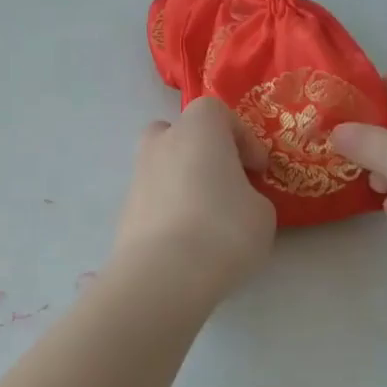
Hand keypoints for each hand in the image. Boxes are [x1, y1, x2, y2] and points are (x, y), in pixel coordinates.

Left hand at [112, 97, 276, 299]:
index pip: (217, 112)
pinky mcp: (124, 211)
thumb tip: (235, 200)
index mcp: (197, 129)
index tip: (257, 169)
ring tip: (207, 218)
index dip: (242, 138)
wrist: (163, 274)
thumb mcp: (262, 212)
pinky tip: (187, 241)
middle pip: (179, 133)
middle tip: (224, 182)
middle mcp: (161, 142)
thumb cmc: (223, 229)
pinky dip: (169, 209)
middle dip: (202, 152)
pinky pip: (154, 199)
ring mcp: (137, 176)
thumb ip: (250, 195)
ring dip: (184, 182)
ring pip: (163, 166)